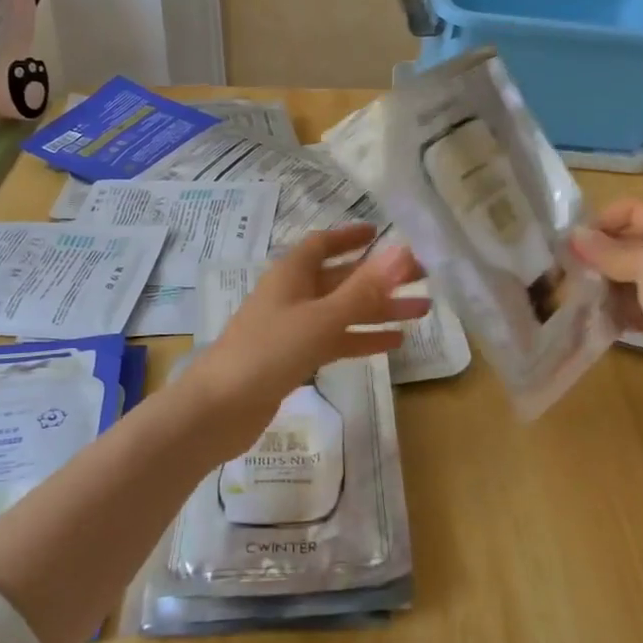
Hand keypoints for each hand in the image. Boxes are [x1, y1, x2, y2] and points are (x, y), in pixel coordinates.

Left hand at [185, 225, 429, 428]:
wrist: (219, 409)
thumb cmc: (269, 352)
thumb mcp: (322, 318)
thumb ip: (364, 288)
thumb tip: (402, 250)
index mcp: (291, 274)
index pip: (323, 244)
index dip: (350, 236)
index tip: (381, 233)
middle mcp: (292, 295)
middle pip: (341, 278)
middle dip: (379, 278)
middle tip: (422, 278)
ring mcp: (292, 327)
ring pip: (343, 311)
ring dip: (379, 310)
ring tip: (421, 312)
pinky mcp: (294, 357)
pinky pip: (335, 340)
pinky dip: (362, 338)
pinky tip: (393, 343)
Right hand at [570, 199, 642, 405]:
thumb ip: (609, 250)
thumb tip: (575, 236)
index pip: (636, 210)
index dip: (604, 219)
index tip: (574, 239)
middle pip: (630, 243)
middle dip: (599, 252)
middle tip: (567, 265)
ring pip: (628, 275)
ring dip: (602, 280)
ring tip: (573, 288)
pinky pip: (631, 303)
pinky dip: (611, 305)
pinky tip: (590, 311)